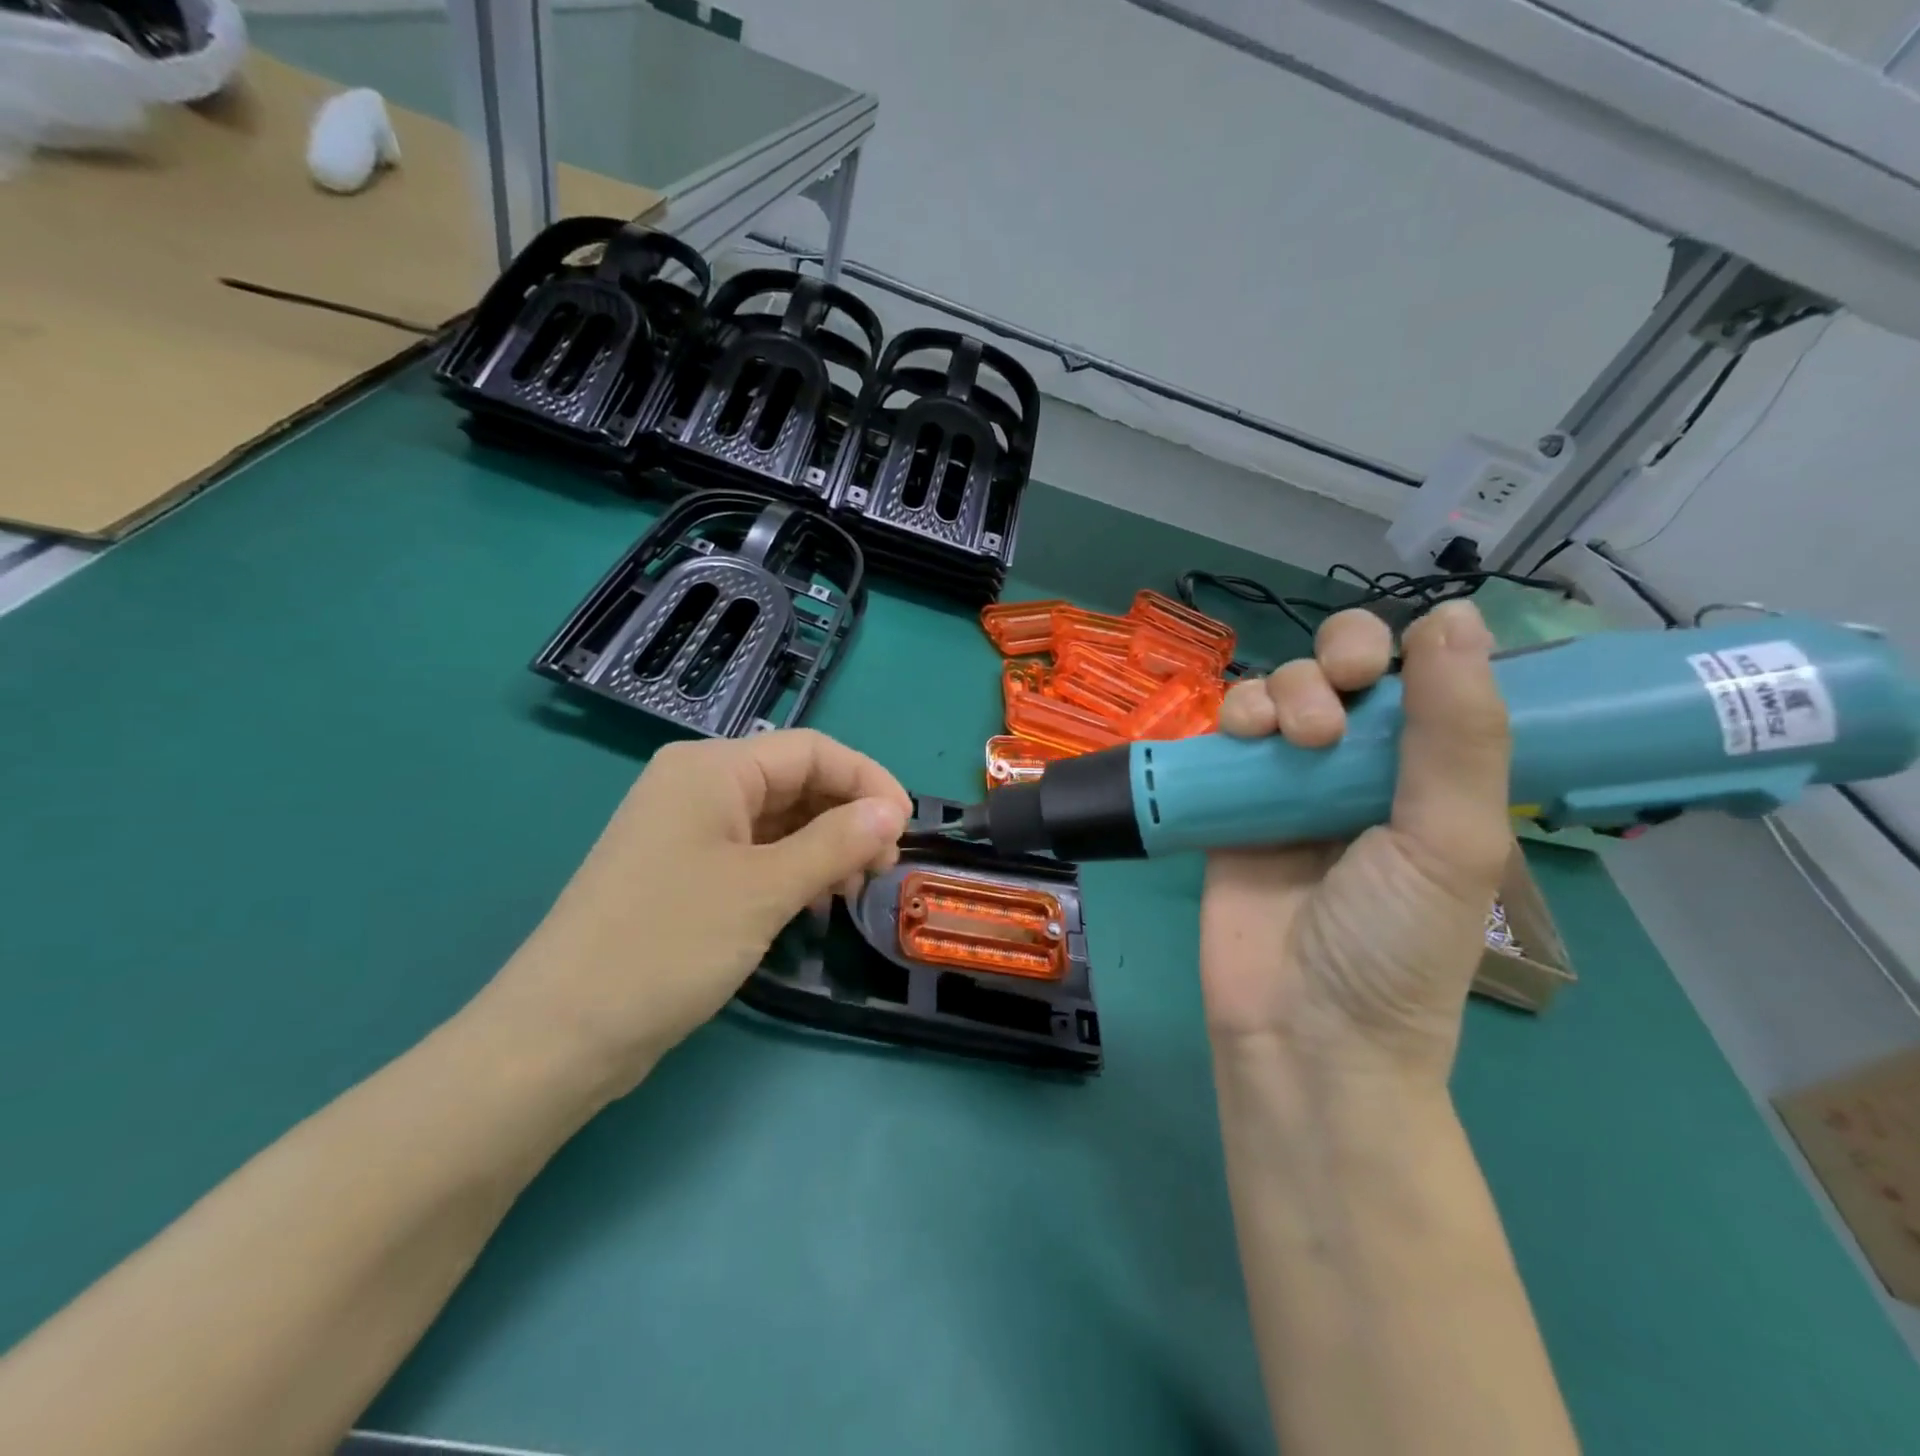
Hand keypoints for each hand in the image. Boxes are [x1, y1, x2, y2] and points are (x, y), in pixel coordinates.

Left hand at [478, 729, 910, 1096]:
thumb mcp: (765, 889)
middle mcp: (697, 787)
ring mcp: (686, 832)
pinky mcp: (682, 874)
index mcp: (711, 768)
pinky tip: (813, 906)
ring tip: (853, 891)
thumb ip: (836, 843)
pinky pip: (754, 854)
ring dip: (824, 847)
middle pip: (795, 781)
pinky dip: (792, 871)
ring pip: (778, 821)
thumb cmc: (668, 944)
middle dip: (847, 817)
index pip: (811, 751)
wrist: (560, 1034)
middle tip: (882, 869)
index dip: (867, 780)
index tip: (905, 830)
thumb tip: (891, 812)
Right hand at [1200, 600, 1512, 1082]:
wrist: (1301, 1030)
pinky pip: (1224, 738)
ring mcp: (1288, 787)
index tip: (1380, 670)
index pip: (1419, 678)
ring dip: (1279, 692)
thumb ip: (1457, 732)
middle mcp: (1359, 770)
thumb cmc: (1393, 944)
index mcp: (1429, 775)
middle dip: (1330, 665)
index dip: (1398, 652)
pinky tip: (1236, 736)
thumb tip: (1455, 614)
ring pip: (1277, 694)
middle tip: (1330, 710)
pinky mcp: (1227, 805)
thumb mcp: (1450, 840)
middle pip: (1337, 671)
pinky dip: (1229, 719)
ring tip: (1286, 740)